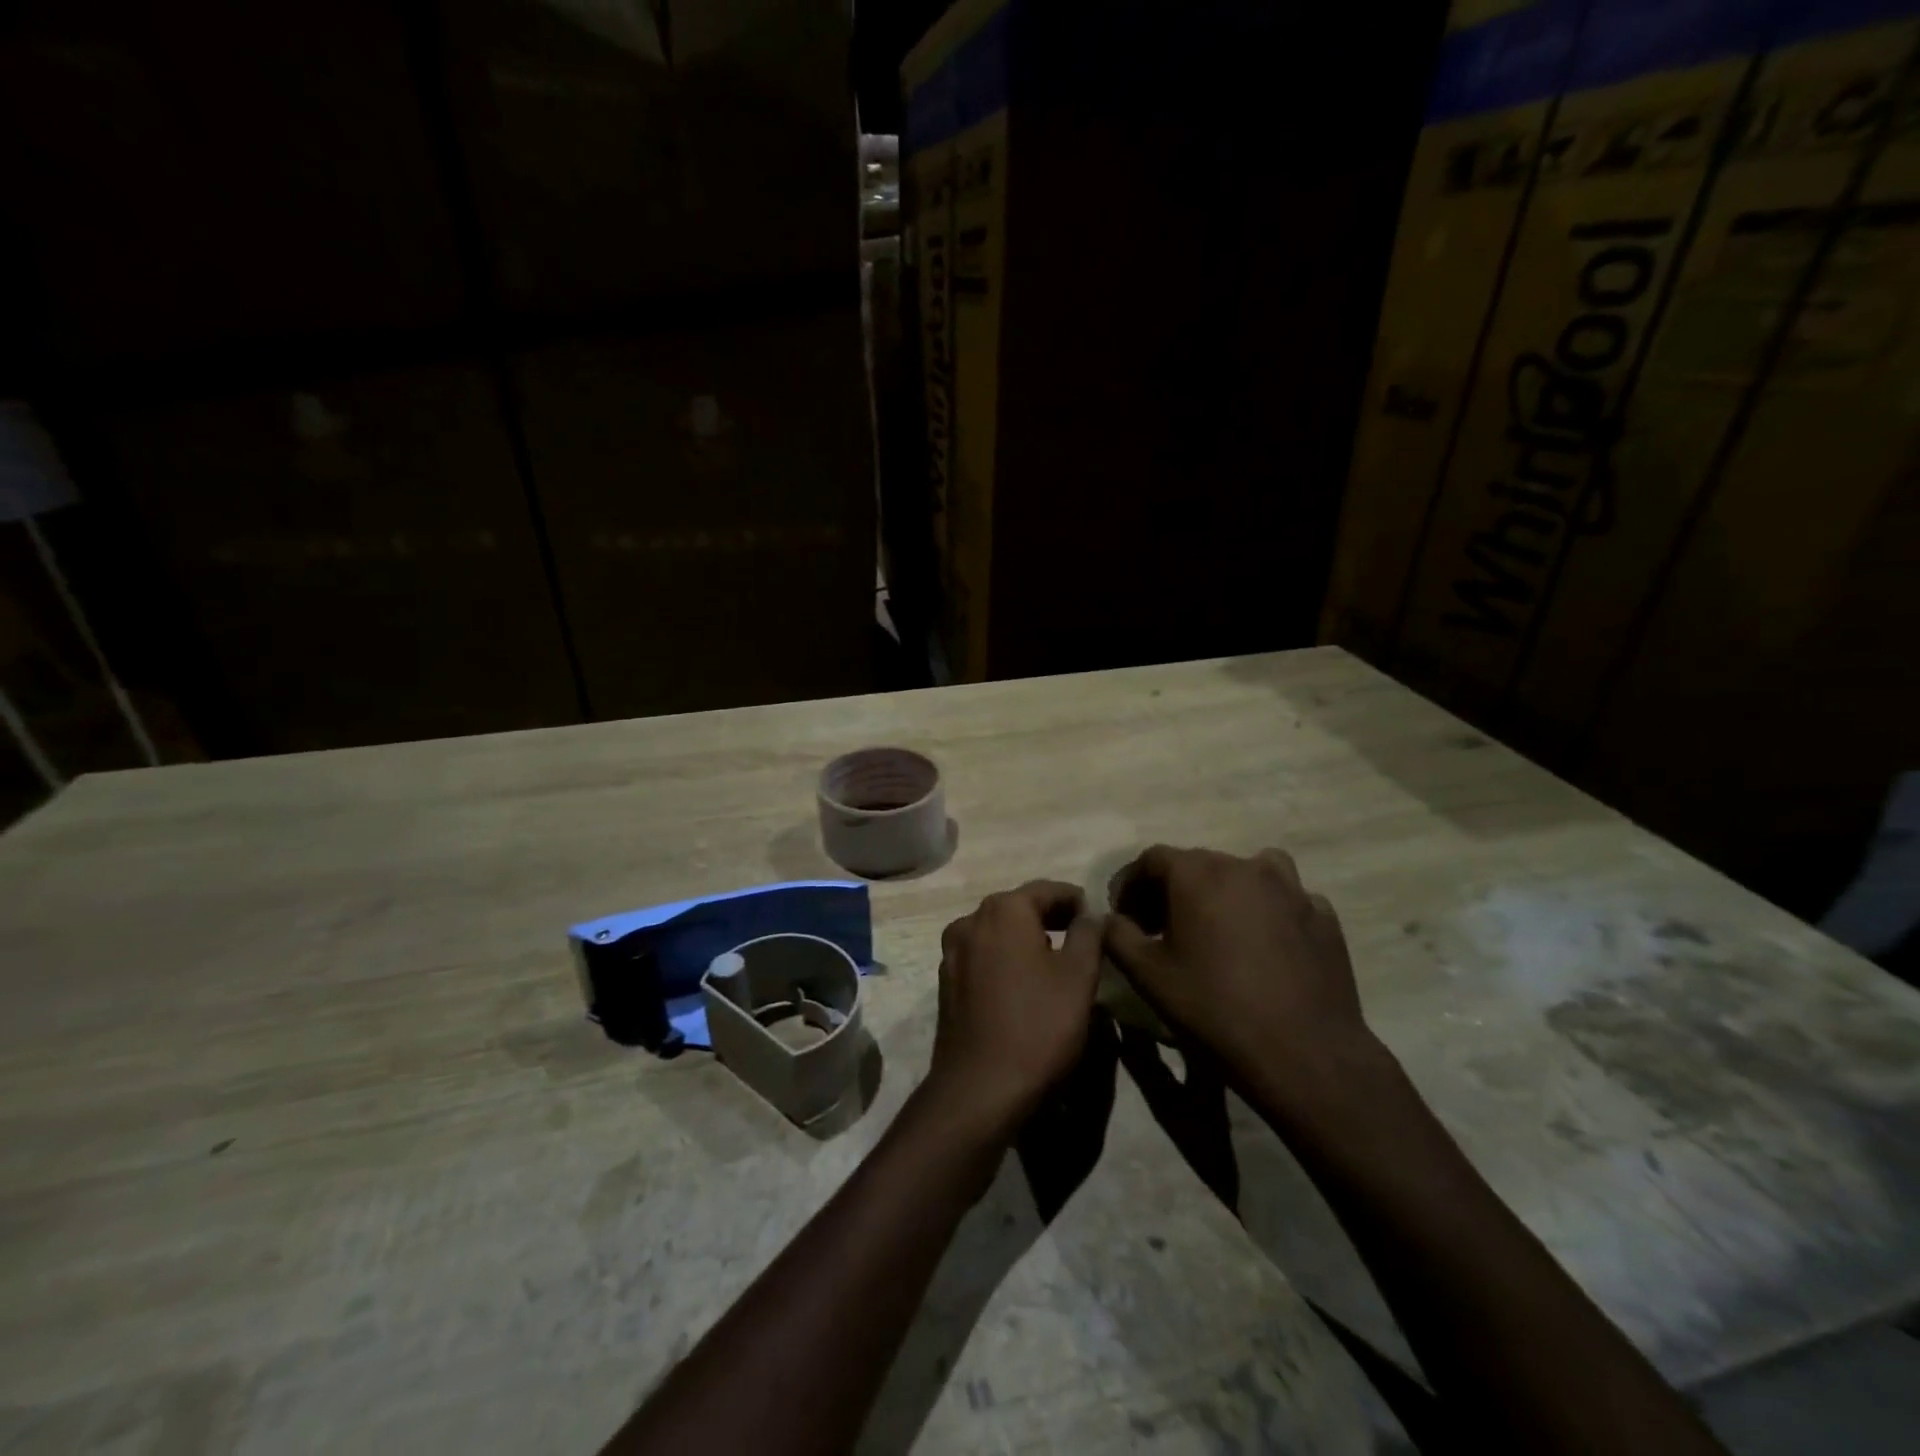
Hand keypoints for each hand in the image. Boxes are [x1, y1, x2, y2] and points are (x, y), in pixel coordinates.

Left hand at [923, 881, 1103, 1140]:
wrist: (979, 1088)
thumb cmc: (1038, 1026)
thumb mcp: (1079, 977)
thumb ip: (1088, 934)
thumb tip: (1091, 914)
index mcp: (1004, 910)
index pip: (1047, 889)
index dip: (1076, 900)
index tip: (1097, 916)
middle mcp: (971, 920)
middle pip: (1018, 907)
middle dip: (1050, 916)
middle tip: (1081, 935)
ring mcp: (952, 951)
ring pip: (998, 932)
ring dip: (1026, 937)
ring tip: (1054, 958)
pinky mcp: (946, 981)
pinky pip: (982, 955)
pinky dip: (1005, 958)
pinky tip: (1023, 983)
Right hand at [1102, 846, 1381, 1099]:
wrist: (1304, 1054)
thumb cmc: (1214, 1009)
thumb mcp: (1147, 975)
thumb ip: (1117, 936)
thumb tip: (1109, 919)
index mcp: (1198, 874)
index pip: (1152, 859)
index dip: (1131, 884)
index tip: (1124, 916)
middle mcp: (1245, 866)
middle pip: (1197, 864)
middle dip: (1171, 890)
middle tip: (1160, 928)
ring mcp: (1291, 889)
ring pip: (1247, 872)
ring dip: (1223, 891)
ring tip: (1217, 927)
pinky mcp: (1323, 915)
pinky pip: (1284, 900)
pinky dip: (1266, 912)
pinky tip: (1263, 946)